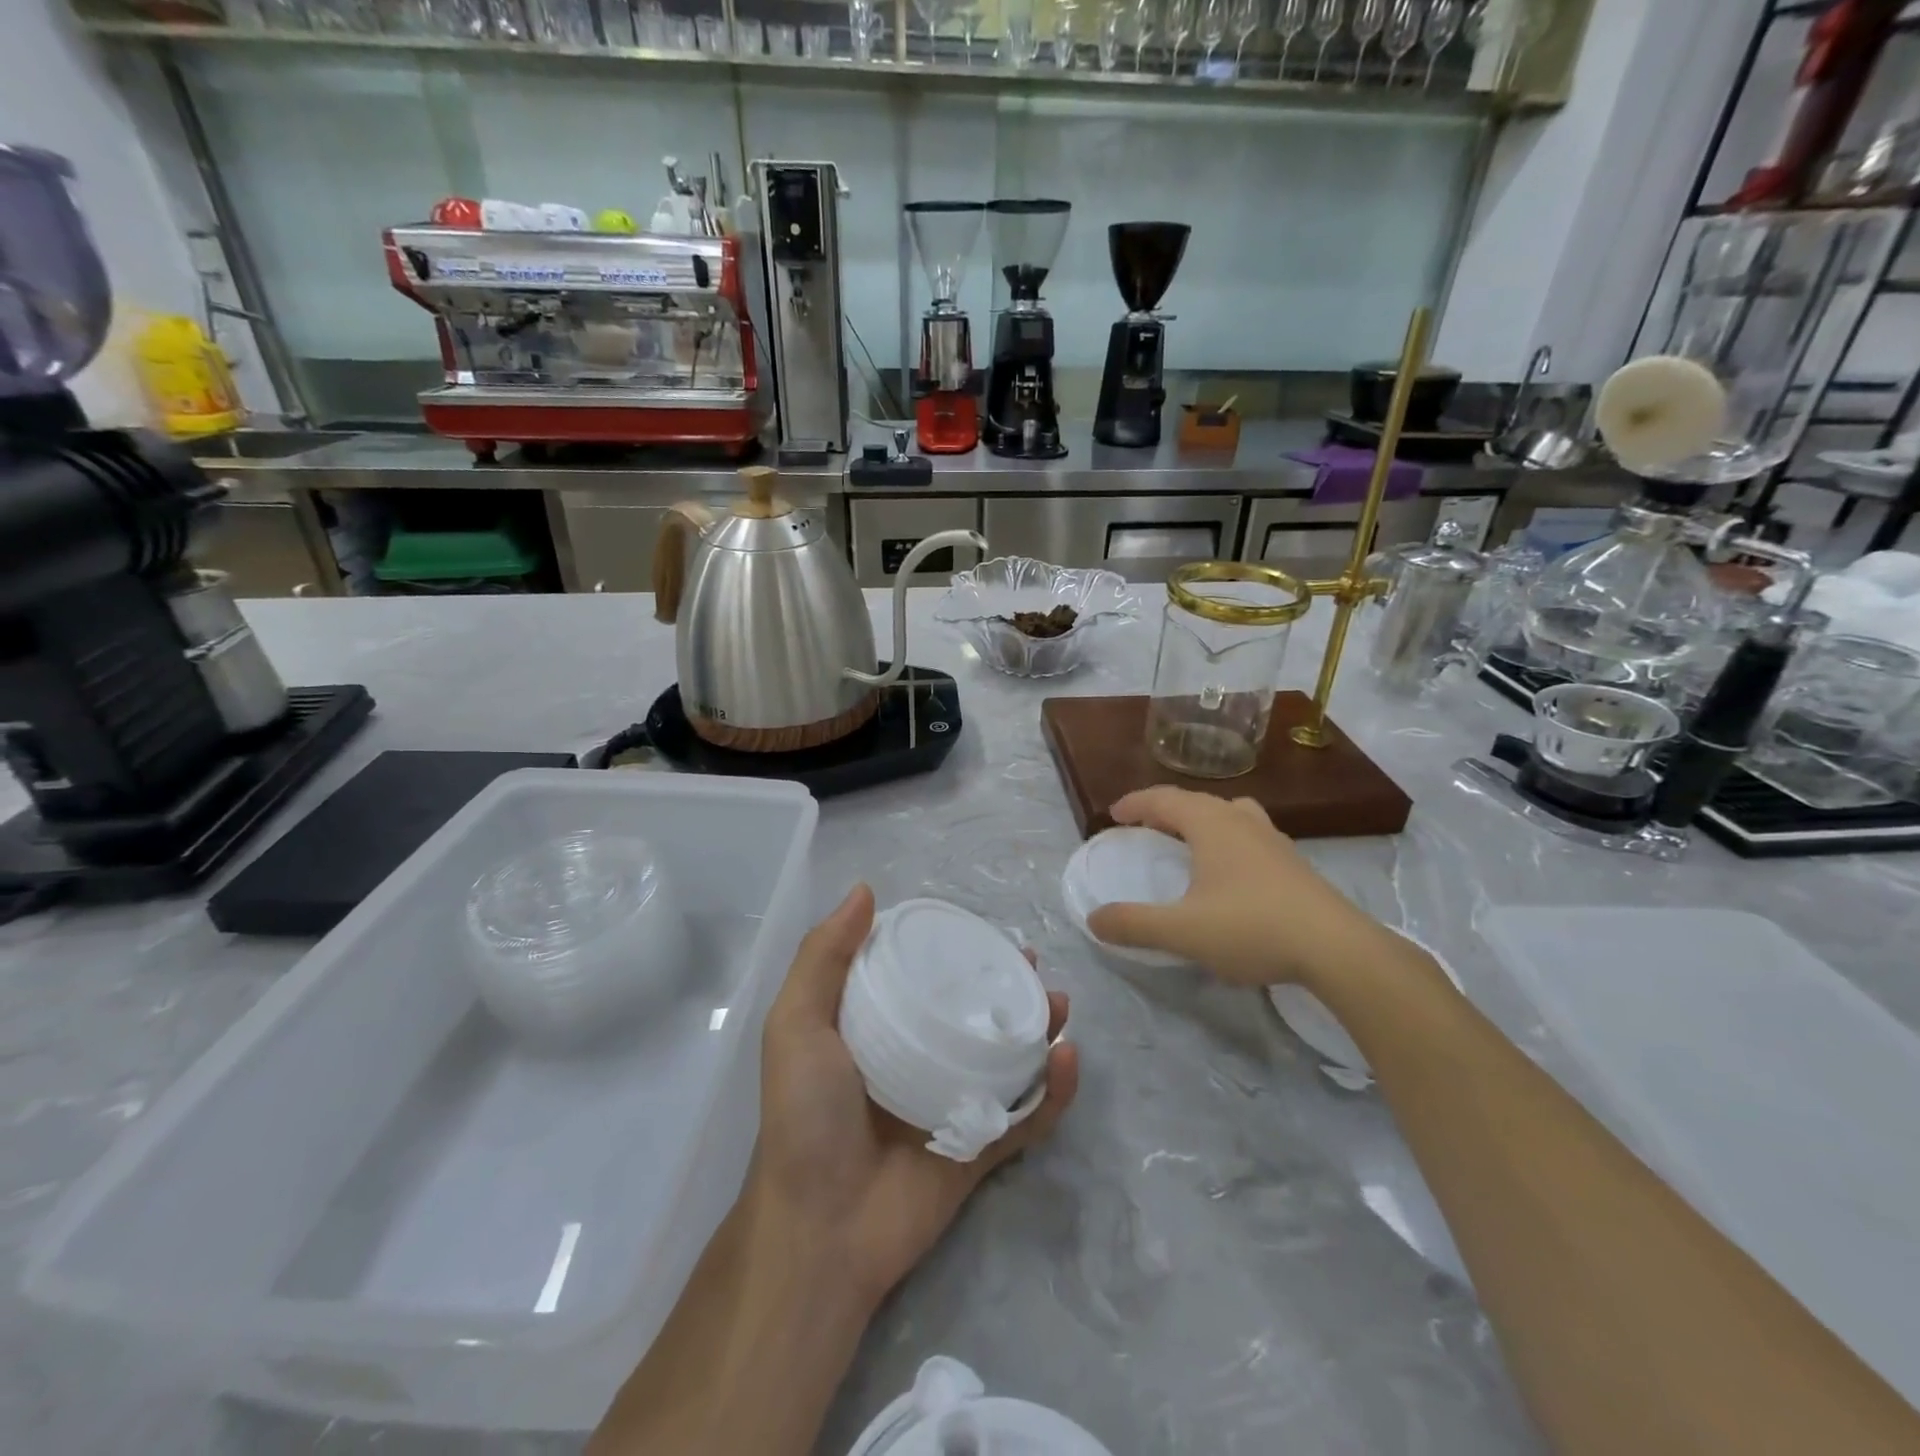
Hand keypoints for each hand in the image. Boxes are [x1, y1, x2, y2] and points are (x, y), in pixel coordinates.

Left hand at [749, 884, 1078, 1312]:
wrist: (820, 1229)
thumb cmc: (805, 1116)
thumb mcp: (796, 1024)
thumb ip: (823, 957)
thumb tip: (865, 890)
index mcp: (879, 1028)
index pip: (923, 976)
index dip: (952, 948)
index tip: (978, 927)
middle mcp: (919, 1058)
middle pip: (974, 1012)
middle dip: (1006, 984)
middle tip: (1030, 962)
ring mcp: (953, 1103)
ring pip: (1009, 1057)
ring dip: (1040, 1028)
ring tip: (1058, 1003)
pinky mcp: (980, 1147)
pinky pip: (1027, 1116)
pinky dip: (1055, 1090)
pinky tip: (1067, 1058)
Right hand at [1085, 786, 1397, 989]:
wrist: (1337, 949)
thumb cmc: (1252, 927)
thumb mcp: (1182, 931)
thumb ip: (1134, 924)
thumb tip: (1094, 919)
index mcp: (1211, 824)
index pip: (1163, 799)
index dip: (1134, 804)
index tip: (1113, 815)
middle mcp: (1241, 820)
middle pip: (1195, 801)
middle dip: (1164, 810)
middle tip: (1143, 827)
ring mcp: (1273, 839)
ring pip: (1228, 813)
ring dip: (1200, 820)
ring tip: (1187, 841)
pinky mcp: (1293, 863)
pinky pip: (1248, 835)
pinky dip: (1226, 839)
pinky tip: (1229, 871)